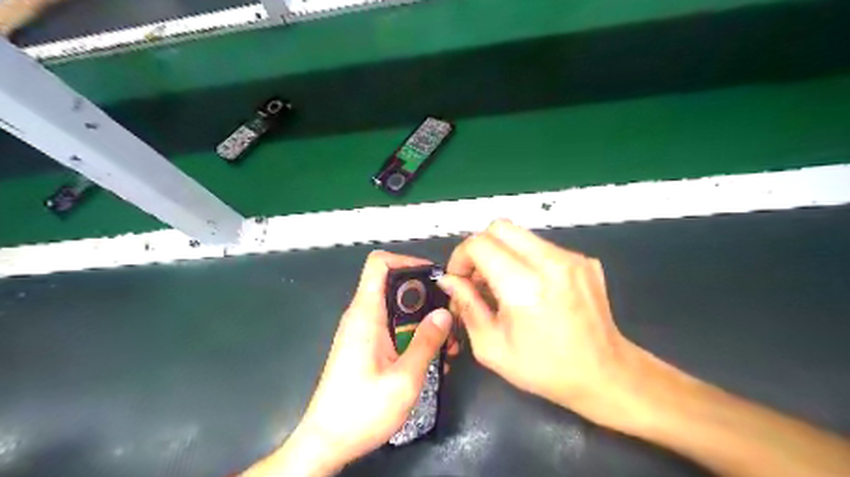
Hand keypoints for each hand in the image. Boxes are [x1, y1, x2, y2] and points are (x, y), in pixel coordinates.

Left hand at [255, 251, 454, 475]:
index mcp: (366, 314)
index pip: (380, 264)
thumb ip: (426, 342)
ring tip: (447, 345)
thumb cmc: (361, 411)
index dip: (407, 261)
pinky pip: (394, 328)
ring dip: (424, 321)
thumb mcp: (404, 379)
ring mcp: (363, 331)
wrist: (326, 442)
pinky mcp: (366, 346)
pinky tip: (431, 358)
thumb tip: (444, 313)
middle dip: (427, 298)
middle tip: (450, 319)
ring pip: (398, 309)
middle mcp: (362, 316)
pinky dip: (414, 335)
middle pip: (396, 286)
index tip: (435, 277)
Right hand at [438, 222, 643, 426]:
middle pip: (500, 227)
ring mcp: (571, 258)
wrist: (605, 374)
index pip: (480, 244)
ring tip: (503, 283)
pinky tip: (532, 288)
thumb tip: (450, 281)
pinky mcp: (583, 260)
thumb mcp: (492, 347)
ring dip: (503, 252)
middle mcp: (550, 263)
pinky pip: (542, 246)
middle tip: (478, 277)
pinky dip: (526, 259)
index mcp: (524, 287)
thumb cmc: (545, 368)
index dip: (461, 257)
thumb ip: (467, 306)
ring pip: (521, 234)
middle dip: (480, 247)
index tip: (460, 278)